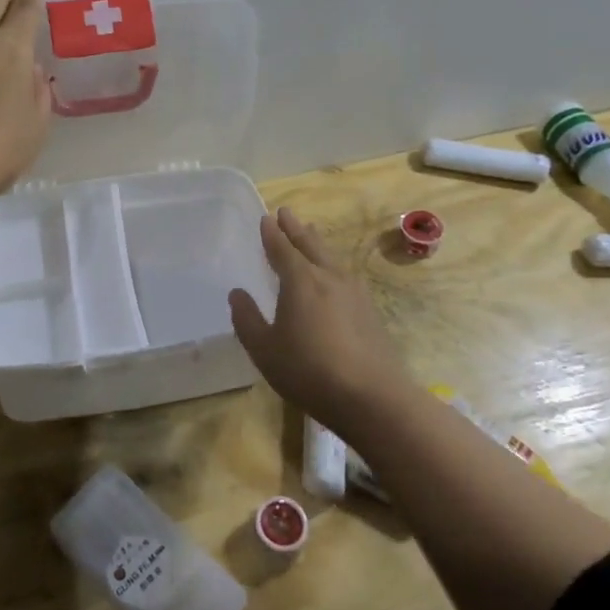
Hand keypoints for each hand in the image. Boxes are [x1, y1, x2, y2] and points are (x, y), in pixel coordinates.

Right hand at [228, 208, 411, 433]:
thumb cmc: (309, 371)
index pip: (282, 249)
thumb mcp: (265, 350)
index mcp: (300, 280)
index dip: (272, 234)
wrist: (372, 397)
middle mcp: (328, 277)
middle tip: (286, 212)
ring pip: (331, 258)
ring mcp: (354, 292)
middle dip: (295, 229)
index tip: (266, 218)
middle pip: (309, 245)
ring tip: (310, 233)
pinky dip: (332, 264)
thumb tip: (237, 293)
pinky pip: (344, 274)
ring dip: (316, 243)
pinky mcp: (370, 311)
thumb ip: (247, 319)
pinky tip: (335, 274)